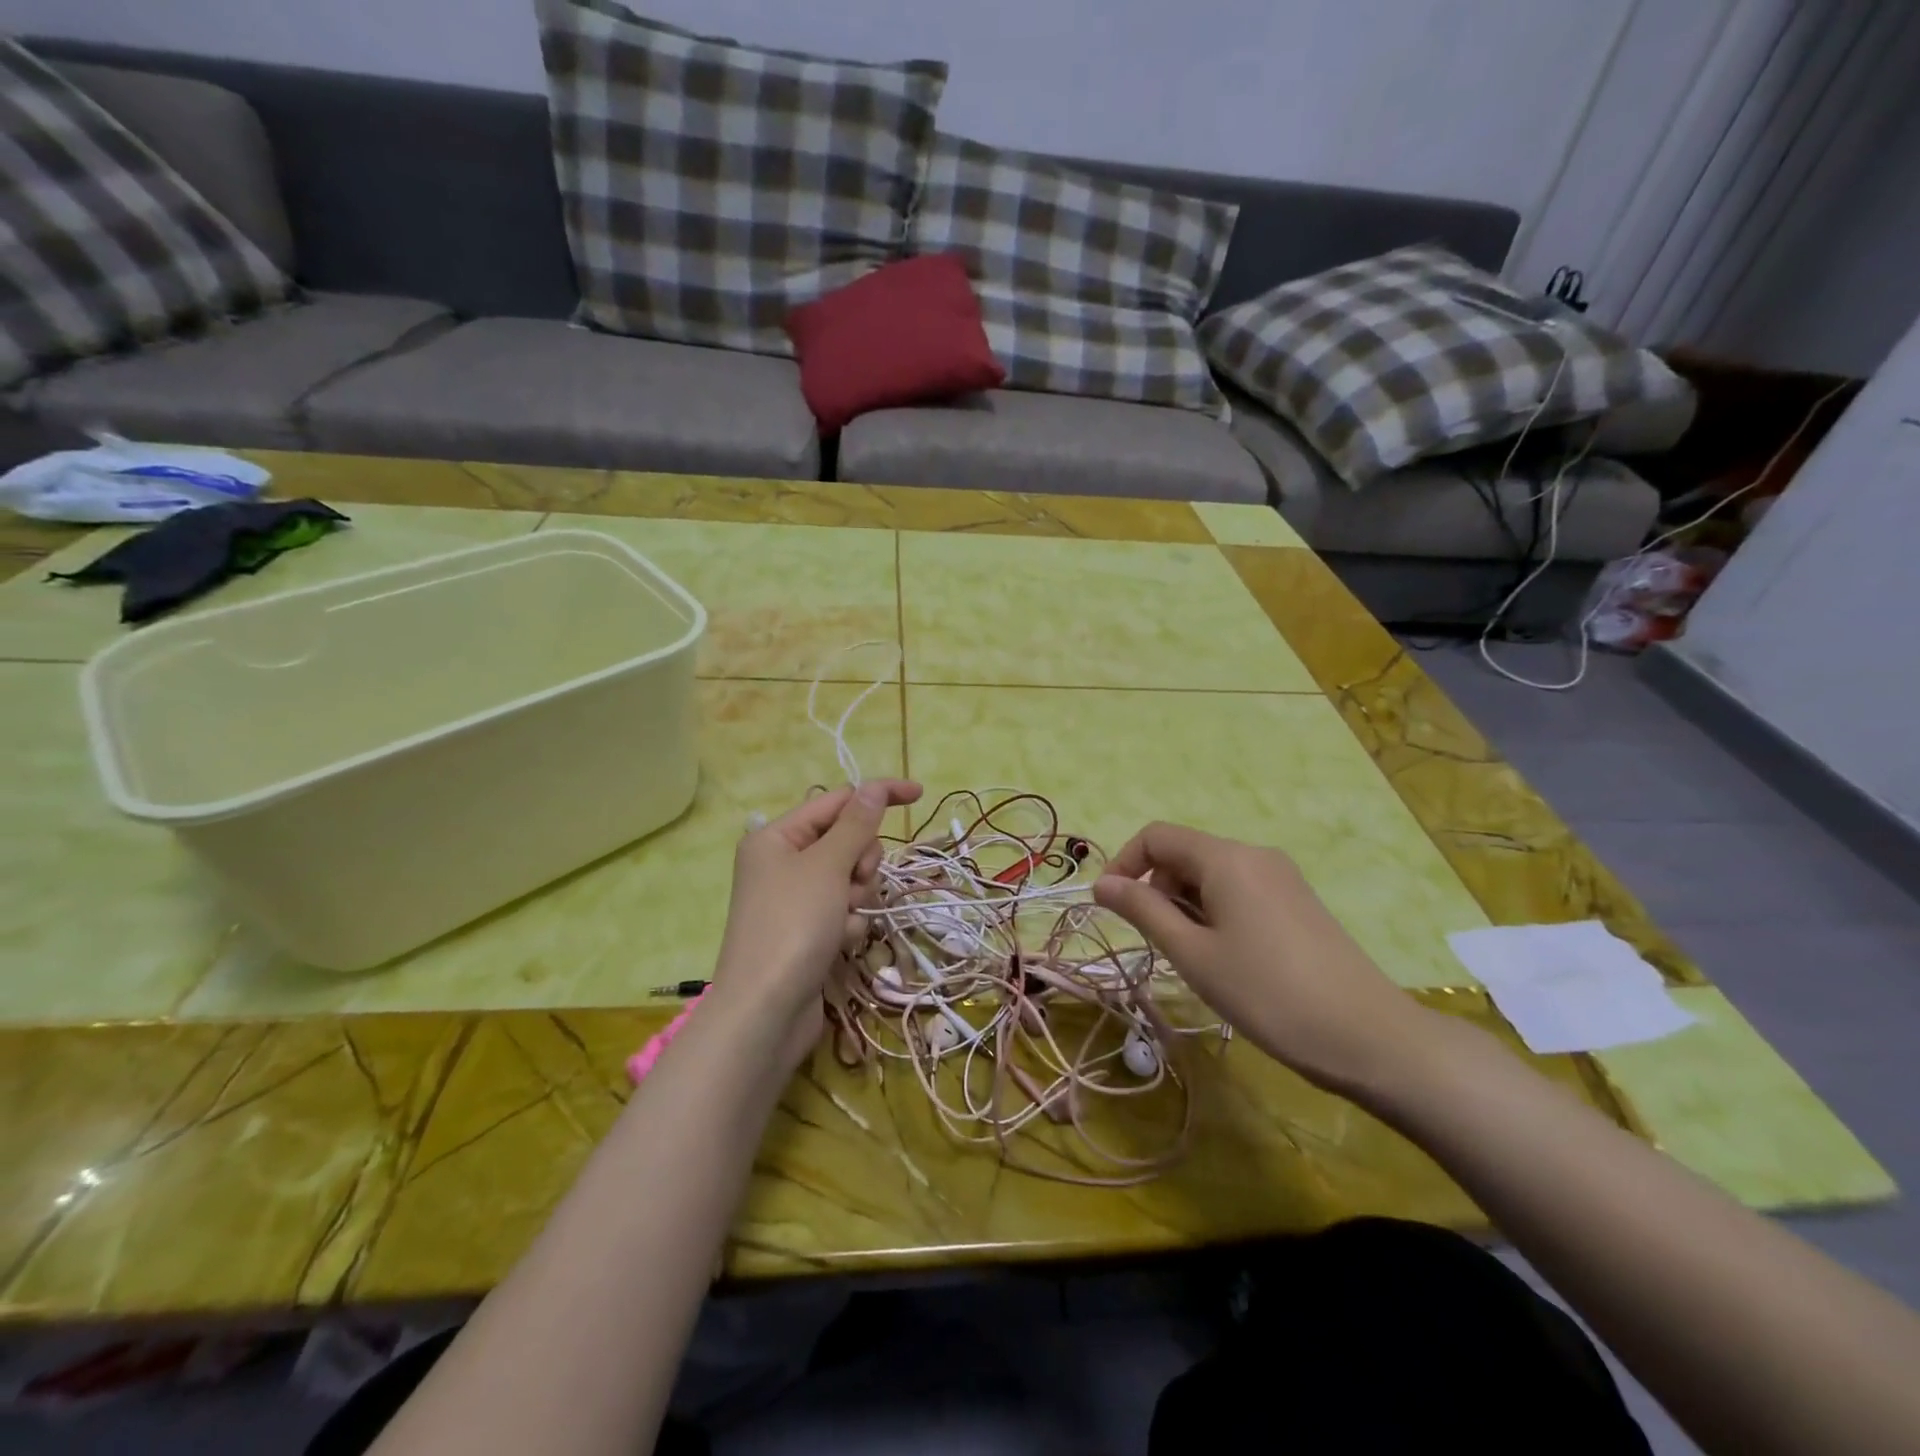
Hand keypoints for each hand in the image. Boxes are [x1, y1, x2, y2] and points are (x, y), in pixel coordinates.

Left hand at [710, 779, 921, 1071]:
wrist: (766, 1012)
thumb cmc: (793, 926)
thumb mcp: (827, 866)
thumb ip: (856, 824)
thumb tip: (873, 786)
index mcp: (777, 837)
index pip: (838, 801)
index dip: (877, 795)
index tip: (920, 795)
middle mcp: (783, 863)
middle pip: (847, 841)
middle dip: (861, 862)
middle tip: (854, 883)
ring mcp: (796, 899)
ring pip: (851, 878)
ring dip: (857, 898)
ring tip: (842, 922)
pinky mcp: (808, 931)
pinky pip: (844, 911)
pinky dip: (849, 924)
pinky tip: (839, 945)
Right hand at [1092, 822, 1432, 1096]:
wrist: (1369, 1037)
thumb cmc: (1267, 993)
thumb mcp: (1192, 953)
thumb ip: (1143, 910)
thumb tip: (1101, 883)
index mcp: (1227, 858)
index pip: (1157, 836)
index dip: (1124, 864)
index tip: (1110, 907)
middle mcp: (1255, 855)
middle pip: (1185, 854)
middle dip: (1157, 890)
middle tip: (1159, 944)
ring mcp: (1282, 877)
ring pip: (1212, 875)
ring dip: (1185, 905)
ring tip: (1195, 958)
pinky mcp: (1298, 902)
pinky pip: (1240, 891)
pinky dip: (1215, 912)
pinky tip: (1227, 958)